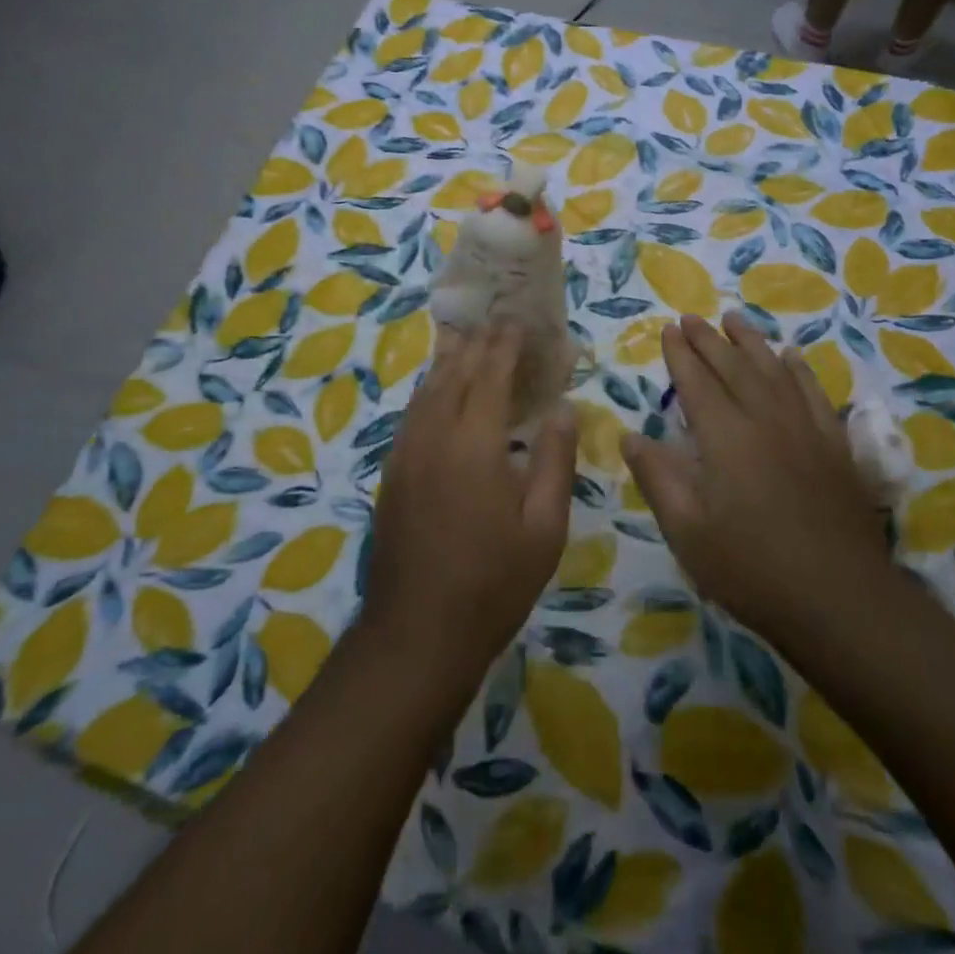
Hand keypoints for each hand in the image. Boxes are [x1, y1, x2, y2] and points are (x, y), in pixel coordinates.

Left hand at [361, 322, 577, 689]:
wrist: (416, 632)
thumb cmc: (493, 582)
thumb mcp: (544, 528)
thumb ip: (555, 460)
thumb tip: (562, 408)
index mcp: (474, 442)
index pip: (491, 374)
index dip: (506, 344)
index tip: (520, 321)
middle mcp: (434, 434)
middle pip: (455, 372)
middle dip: (478, 343)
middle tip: (498, 321)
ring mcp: (406, 451)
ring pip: (427, 388)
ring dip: (450, 359)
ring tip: (468, 340)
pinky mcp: (392, 471)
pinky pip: (413, 412)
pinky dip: (431, 388)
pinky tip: (440, 390)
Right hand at [621, 312, 889, 645]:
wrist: (840, 600)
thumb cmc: (752, 569)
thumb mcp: (688, 532)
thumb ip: (658, 478)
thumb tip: (630, 437)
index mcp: (725, 437)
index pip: (697, 381)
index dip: (681, 354)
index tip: (668, 329)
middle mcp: (765, 419)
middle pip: (734, 366)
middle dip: (709, 339)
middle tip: (692, 317)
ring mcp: (805, 429)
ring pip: (774, 370)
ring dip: (751, 342)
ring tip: (734, 319)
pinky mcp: (835, 446)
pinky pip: (814, 393)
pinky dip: (799, 370)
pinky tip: (792, 357)